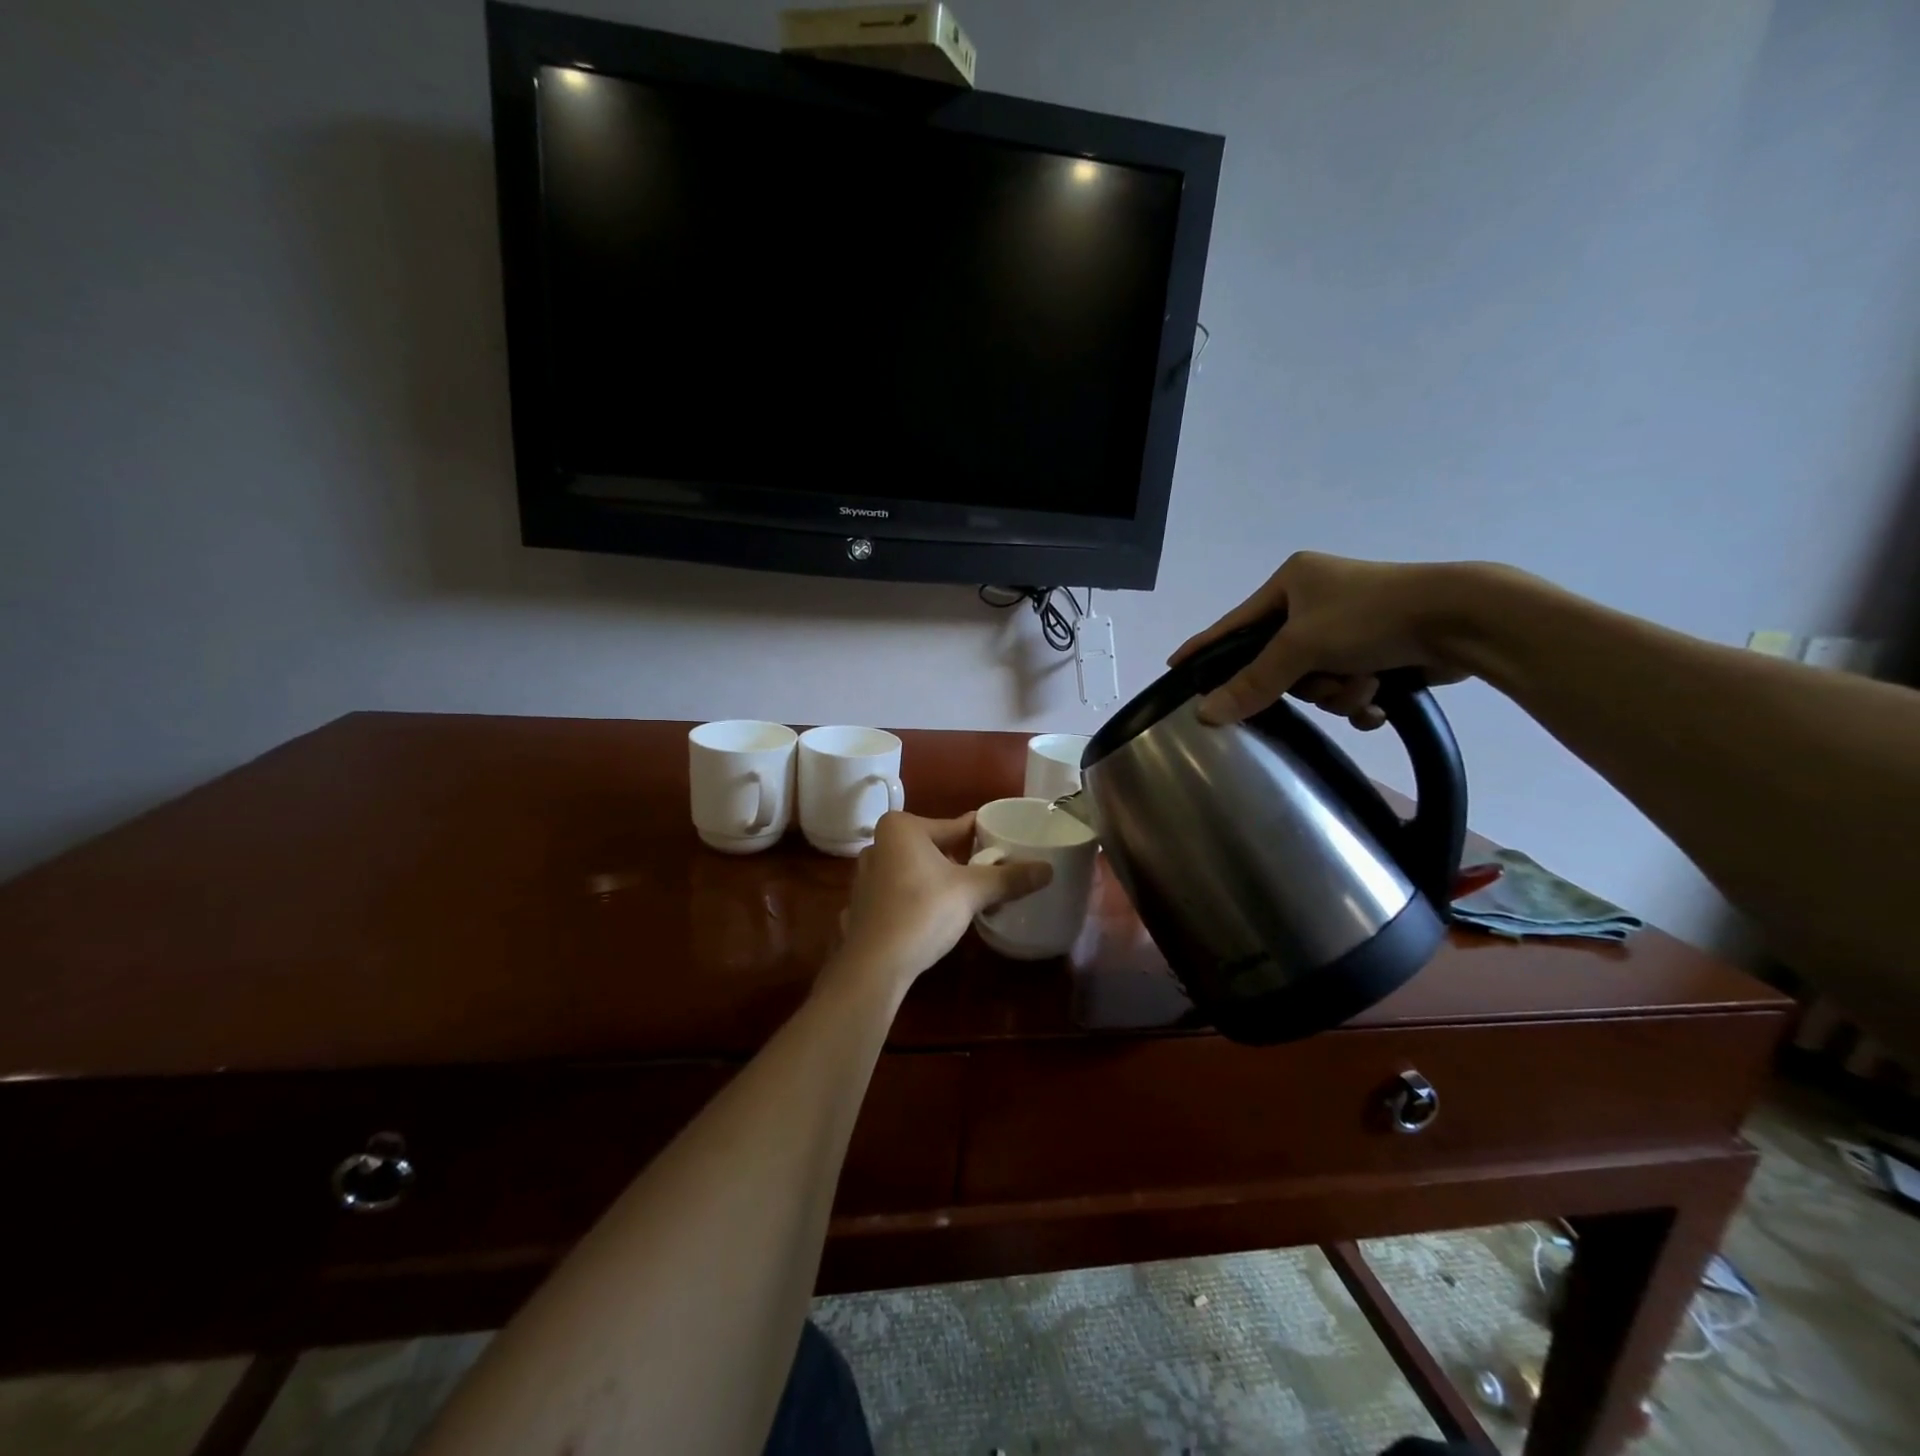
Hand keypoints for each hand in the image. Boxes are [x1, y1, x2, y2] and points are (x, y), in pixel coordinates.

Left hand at [833, 812, 1051, 992]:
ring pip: (917, 870)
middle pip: (934, 846)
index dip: (982, 835)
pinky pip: (902, 891)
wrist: (874, 965)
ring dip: (942, 879)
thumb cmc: (922, 911)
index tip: (1004, 842)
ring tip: (971, 894)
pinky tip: (939, 914)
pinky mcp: (864, 904)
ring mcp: (867, 875)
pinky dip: (922, 897)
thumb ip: (1009, 878)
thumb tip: (1048, 869)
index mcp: (901, 828)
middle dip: (962, 860)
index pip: (954, 826)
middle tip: (992, 872)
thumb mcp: (972, 892)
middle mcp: (879, 844)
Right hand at [1170, 552, 1494, 726]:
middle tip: (1325, 681)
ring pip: (1316, 680)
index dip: (1206, 647)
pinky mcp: (1380, 648)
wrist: (1464, 619)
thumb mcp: (1303, 647)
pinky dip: (1361, 698)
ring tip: (1366, 684)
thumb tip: (1204, 714)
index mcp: (1292, 582)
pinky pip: (1347, 685)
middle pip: (1280, 661)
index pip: (1234, 623)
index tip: (1175, 666)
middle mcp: (1317, 600)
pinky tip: (1380, 700)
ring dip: (1339, 692)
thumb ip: (1253, 682)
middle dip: (1306, 681)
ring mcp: (1350, 625)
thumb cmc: (1372, 617)